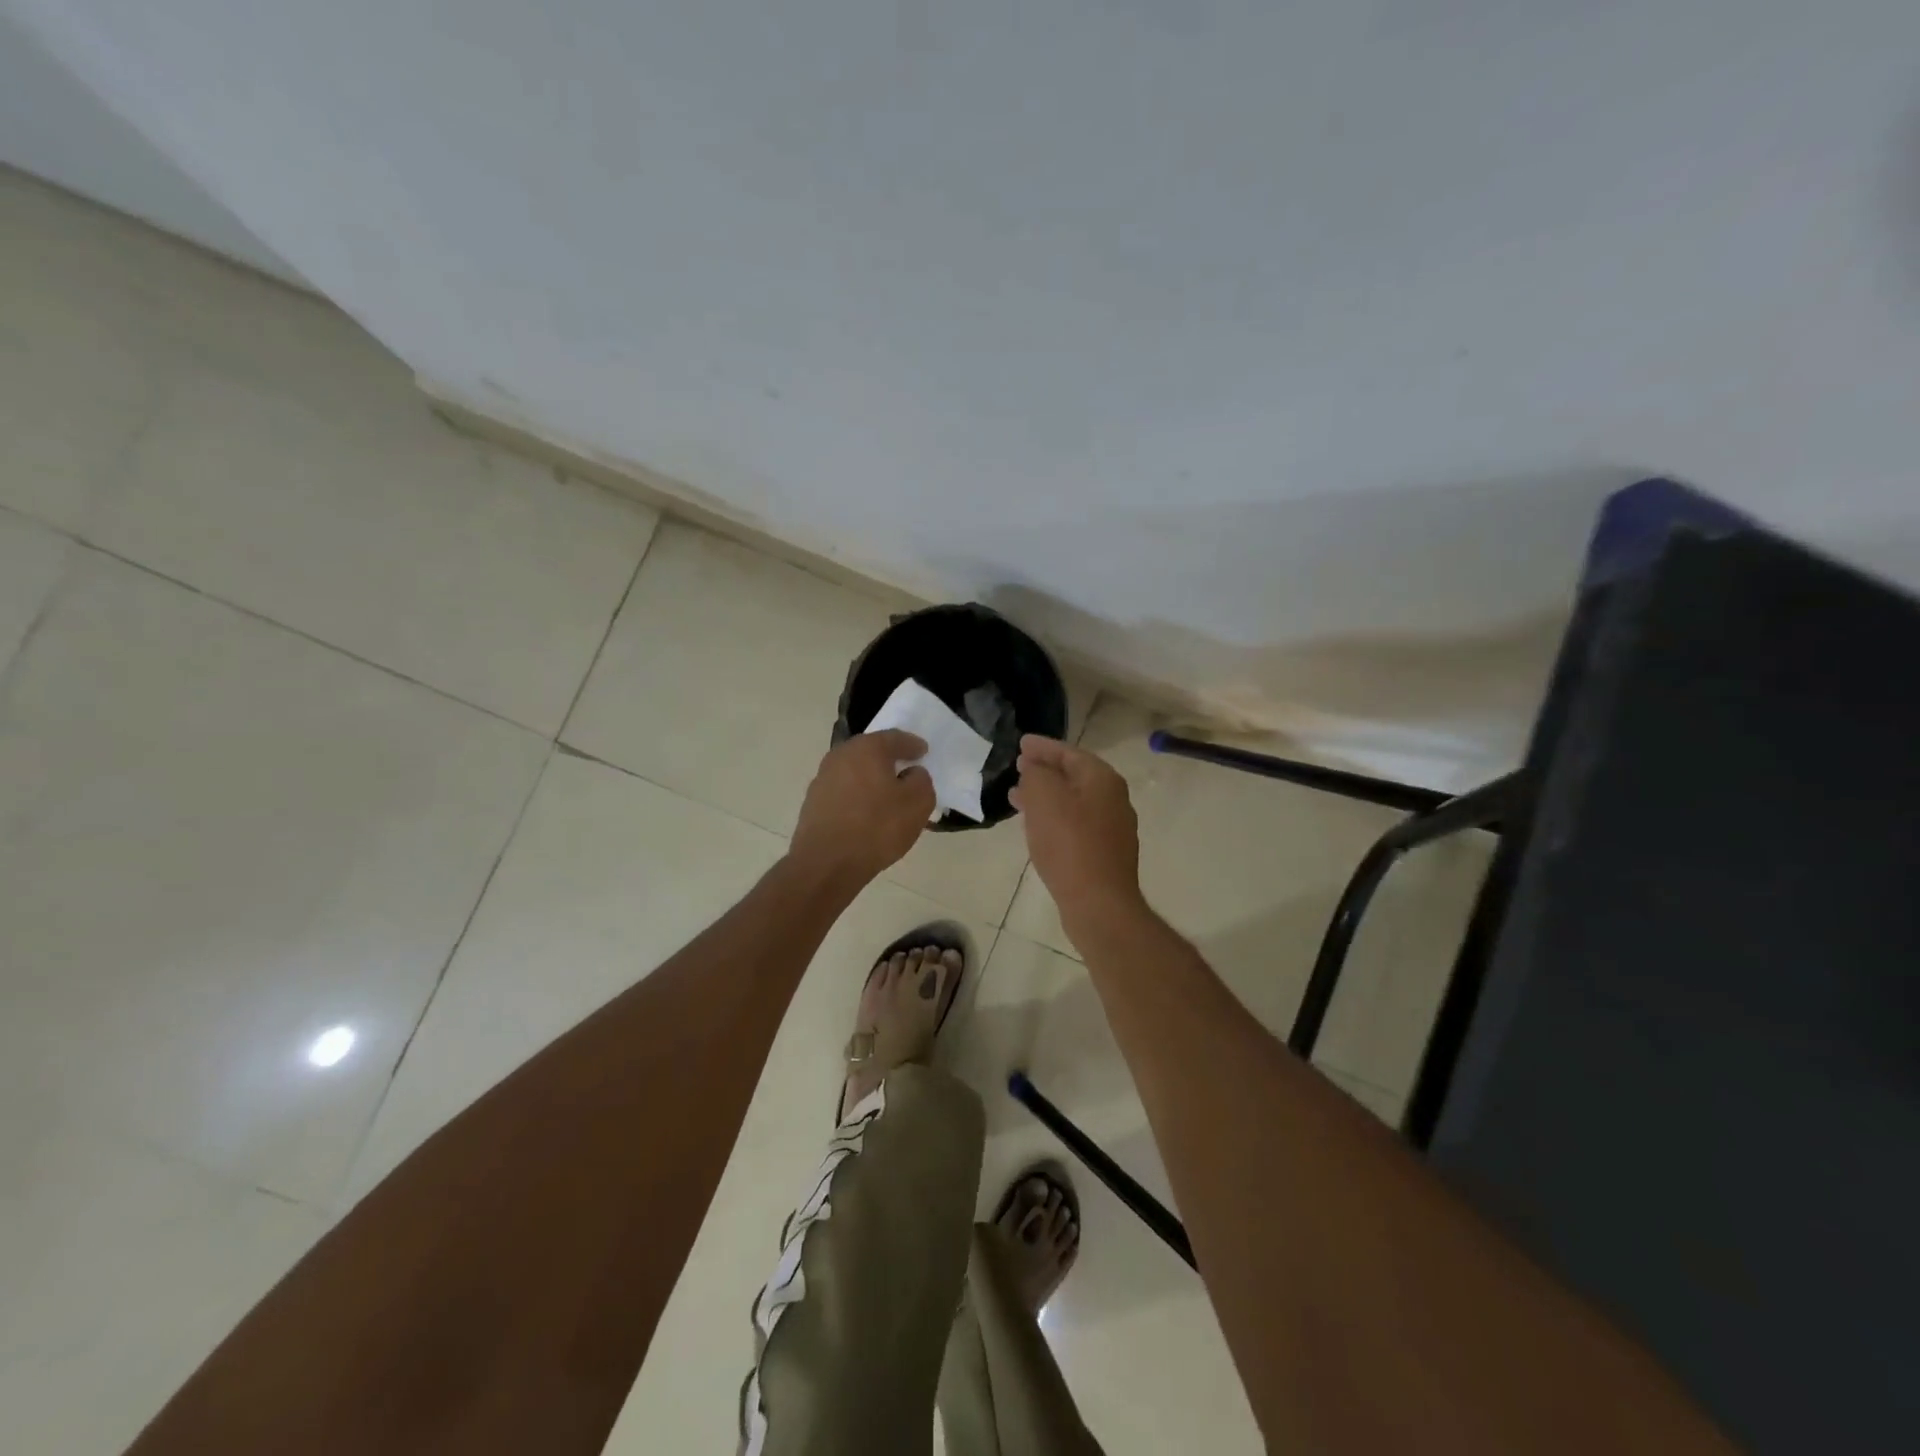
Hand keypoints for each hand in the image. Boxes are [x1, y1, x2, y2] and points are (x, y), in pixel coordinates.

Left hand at [789, 731, 934, 891]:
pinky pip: (844, 791)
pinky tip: (867, 813)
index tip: (924, 752)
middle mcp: (841, 755)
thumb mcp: (917, 803)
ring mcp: (822, 779)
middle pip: (871, 751)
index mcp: (867, 748)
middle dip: (890, 759)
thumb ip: (921, 780)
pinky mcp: (813, 802)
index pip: (895, 738)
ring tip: (887, 795)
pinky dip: (858, 796)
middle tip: (906, 769)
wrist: (826, 864)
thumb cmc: (877, 827)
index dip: (913, 745)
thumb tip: (911, 774)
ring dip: (871, 778)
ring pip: (855, 771)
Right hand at [1010, 734, 1143, 927]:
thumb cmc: (1069, 844)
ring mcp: (1113, 828)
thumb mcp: (1044, 798)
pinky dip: (1055, 818)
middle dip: (1044, 771)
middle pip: (1074, 776)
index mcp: (1102, 779)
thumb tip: (1035, 769)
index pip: (1069, 752)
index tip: (1020, 743)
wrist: (1098, 903)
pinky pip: (1076, 824)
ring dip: (1046, 797)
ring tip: (1017, 799)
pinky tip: (1037, 828)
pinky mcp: (1106, 853)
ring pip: (1073, 802)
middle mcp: (1114, 799)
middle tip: (1018, 769)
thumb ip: (1036, 774)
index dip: (1042, 747)